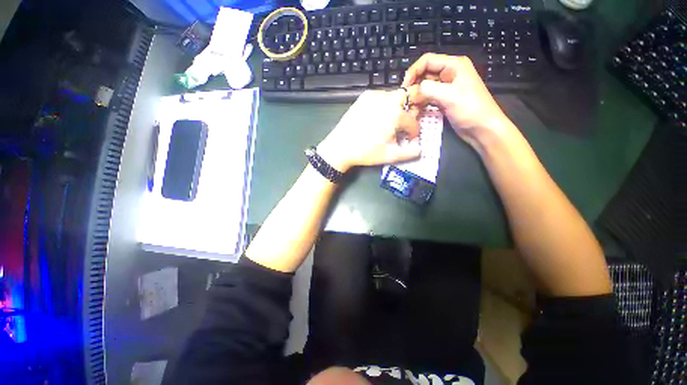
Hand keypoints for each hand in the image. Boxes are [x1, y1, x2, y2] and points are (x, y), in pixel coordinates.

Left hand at [317, 89, 421, 172]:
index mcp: (395, 114)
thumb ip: (409, 153)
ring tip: (389, 122)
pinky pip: (379, 96)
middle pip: (407, 97)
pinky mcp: (363, 98)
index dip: (414, 132)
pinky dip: (383, 105)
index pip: (412, 121)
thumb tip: (419, 149)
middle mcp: (386, 100)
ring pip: (393, 95)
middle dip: (408, 109)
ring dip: (396, 107)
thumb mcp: (390, 155)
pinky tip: (377, 117)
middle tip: (402, 123)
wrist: (340, 147)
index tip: (410, 139)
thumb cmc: (365, 152)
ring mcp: (374, 97)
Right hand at [402, 54, 512, 148]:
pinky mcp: (443, 100)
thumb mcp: (449, 96)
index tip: (404, 87)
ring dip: (416, 95)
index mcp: (454, 65)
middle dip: (414, 85)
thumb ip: (429, 90)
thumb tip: (412, 90)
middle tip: (405, 99)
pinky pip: (428, 97)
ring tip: (408, 106)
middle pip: (425, 73)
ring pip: (425, 87)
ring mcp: (446, 88)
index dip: (413, 71)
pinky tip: (415, 110)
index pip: (427, 60)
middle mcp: (449, 74)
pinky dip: (420, 103)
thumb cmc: (470, 109)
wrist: (482, 128)